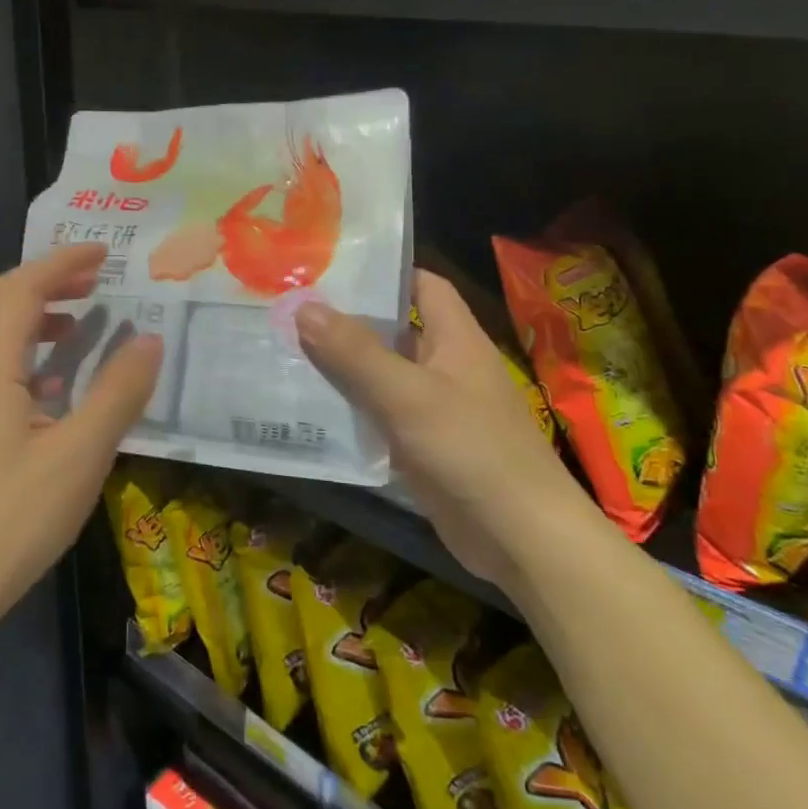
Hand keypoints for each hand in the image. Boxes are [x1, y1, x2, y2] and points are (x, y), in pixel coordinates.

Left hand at [0, 244, 162, 642]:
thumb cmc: (6, 522)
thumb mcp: (79, 456)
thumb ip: (118, 392)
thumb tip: (151, 339)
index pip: (22, 287)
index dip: (63, 262)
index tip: (103, 253)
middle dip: (41, 280)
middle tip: (90, 286)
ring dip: (24, 314)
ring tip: (73, 328)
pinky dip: (12, 350)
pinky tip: (45, 388)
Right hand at [297, 270, 576, 581]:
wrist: (522, 538)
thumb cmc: (471, 449)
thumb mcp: (407, 394)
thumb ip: (355, 352)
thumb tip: (304, 306)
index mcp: (455, 337)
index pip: (422, 284)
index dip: (383, 272)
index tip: (331, 269)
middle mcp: (446, 365)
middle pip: (394, 330)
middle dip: (346, 321)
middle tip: (290, 309)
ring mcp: (434, 408)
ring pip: (381, 375)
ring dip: (342, 367)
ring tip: (285, 351)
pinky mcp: (423, 446)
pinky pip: (380, 416)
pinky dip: (350, 410)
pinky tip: (309, 409)